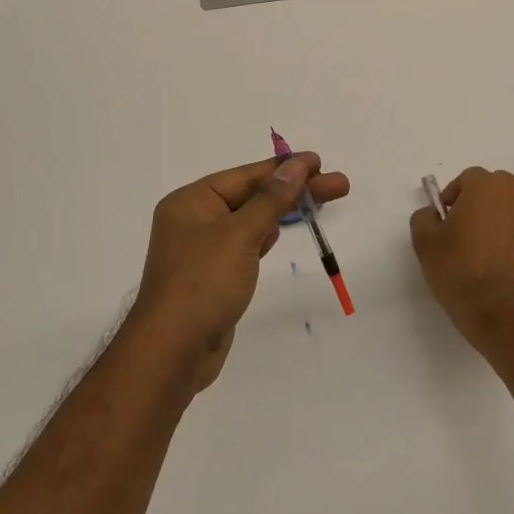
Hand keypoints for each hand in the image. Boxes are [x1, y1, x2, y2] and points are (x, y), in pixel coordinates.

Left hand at [127, 153, 350, 391]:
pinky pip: (244, 245)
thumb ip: (271, 199)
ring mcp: (203, 250)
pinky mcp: (213, 276)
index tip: (319, 162)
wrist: (173, 352)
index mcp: (191, 201)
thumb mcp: (240, 235)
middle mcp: (194, 220)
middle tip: (339, 185)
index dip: (284, 168)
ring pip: (250, 220)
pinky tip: (281, 231)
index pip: (246, 175)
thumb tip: (295, 165)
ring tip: (320, 202)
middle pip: (252, 196)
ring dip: (282, 211)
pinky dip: (265, 236)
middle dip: (294, 190)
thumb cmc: (203, 283)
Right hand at [409, 167, 513, 338]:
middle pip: (496, 190)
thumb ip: (424, 217)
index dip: (454, 196)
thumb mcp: (424, 241)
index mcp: (487, 186)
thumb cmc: (458, 269)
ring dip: (501, 223)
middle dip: (480, 204)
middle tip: (465, 232)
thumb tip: (433, 213)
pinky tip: (505, 268)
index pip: (468, 178)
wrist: (498, 312)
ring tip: (486, 252)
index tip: (445, 220)